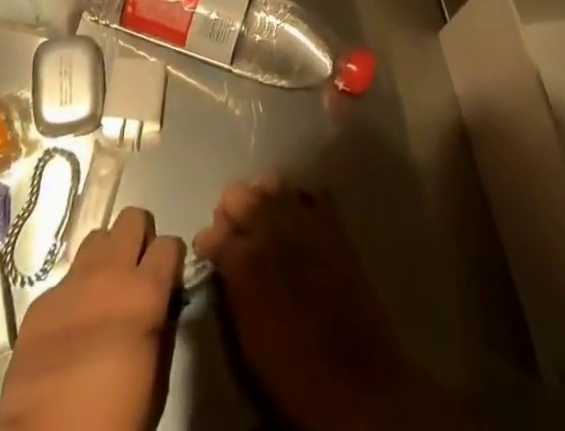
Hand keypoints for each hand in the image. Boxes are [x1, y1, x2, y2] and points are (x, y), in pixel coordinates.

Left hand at [0, 205, 185, 430]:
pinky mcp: (41, 300)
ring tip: (105, 291)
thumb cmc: (113, 423)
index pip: (169, 243)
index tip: (169, 278)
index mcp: (144, 294)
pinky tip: (72, 326)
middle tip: (138, 272)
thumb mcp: (156, 383)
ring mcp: (71, 283)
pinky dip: (76, 292)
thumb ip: (162, 331)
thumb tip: (163, 306)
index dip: (172, 259)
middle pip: (131, 218)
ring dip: (107, 257)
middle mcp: (109, 273)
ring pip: (97, 238)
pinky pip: (67, 279)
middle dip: (140, 238)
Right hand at [193, 175, 451, 430]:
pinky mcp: (333, 223)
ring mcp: (303, 219)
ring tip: (269, 223)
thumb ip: (232, 287)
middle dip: (232, 213)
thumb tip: (225, 262)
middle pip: (236, 194)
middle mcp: (268, 227)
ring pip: (272, 183)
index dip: (209, 243)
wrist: (355, 381)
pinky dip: (303, 203)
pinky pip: (312, 195)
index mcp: (242, 259)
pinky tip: (302, 224)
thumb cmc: (293, 371)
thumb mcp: (246, 337)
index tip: (212, 253)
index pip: (211, 231)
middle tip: (239, 237)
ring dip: (265, 200)